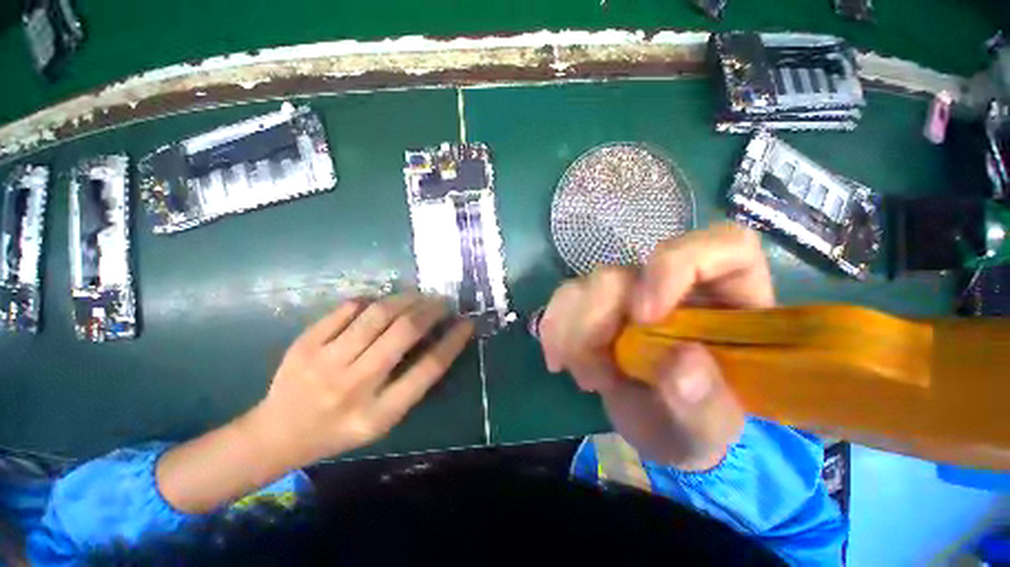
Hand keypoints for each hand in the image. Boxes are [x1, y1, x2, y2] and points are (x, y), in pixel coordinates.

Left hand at [157, 294, 472, 513]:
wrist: (277, 434)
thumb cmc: (340, 430)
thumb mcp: (383, 420)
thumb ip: (411, 382)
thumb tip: (437, 339)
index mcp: (380, 413)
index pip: (428, 369)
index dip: (453, 341)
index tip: (467, 323)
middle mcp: (355, 385)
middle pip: (405, 333)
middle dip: (431, 310)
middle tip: (443, 302)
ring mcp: (326, 362)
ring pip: (378, 314)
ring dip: (406, 299)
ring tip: (418, 295)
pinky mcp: (305, 343)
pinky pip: (348, 309)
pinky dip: (371, 301)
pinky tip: (380, 303)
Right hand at [539, 224, 773, 469]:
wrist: (657, 428)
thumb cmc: (695, 425)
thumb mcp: (709, 429)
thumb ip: (705, 403)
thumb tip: (683, 362)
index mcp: (729, 302)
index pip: (721, 247)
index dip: (675, 266)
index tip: (643, 316)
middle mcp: (676, 286)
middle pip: (629, 273)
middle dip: (599, 320)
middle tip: (596, 375)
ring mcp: (631, 292)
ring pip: (589, 283)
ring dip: (574, 331)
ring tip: (586, 377)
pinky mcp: (597, 304)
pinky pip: (566, 298)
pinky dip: (555, 328)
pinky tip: (559, 360)